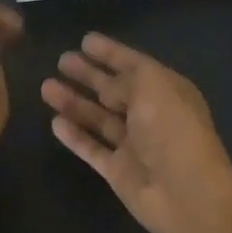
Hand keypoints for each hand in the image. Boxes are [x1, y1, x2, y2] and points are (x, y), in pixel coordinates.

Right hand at [41, 33, 231, 232]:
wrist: (185, 192)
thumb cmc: (172, 129)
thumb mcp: (150, 87)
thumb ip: (124, 80)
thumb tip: (106, 89)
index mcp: (166, 90)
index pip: (134, 65)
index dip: (111, 52)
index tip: (85, 40)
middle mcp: (150, 115)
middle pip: (114, 91)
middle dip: (89, 75)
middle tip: (62, 60)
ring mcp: (134, 145)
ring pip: (99, 118)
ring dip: (74, 102)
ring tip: (46, 87)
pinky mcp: (118, 171)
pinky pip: (92, 149)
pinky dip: (75, 136)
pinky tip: (54, 122)